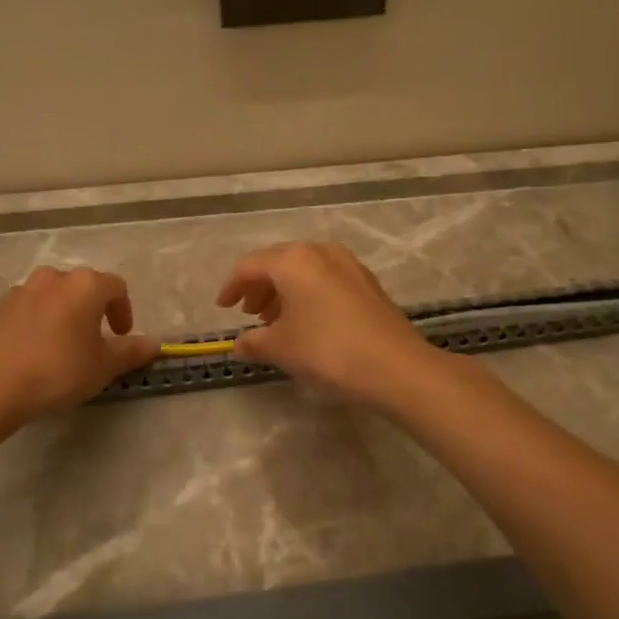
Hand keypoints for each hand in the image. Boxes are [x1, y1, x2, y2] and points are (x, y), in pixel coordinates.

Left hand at [0, 267, 159, 423]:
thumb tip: (155, 342)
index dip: (124, 310)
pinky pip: (24, 311)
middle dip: (91, 310)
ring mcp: (19, 291)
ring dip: (61, 315)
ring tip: (59, 348)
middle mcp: (52, 278)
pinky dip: (34, 325)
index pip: (116, 287)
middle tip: (92, 342)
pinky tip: (30, 354)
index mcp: (85, 285)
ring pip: (50, 297)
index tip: (122, 335)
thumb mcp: (103, 366)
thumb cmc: (58, 370)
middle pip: (81, 288)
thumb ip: (131, 351)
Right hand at [215, 242, 437, 407]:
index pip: (250, 266)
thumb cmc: (327, 350)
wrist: (395, 366)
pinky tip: (308, 322)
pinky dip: (308, 295)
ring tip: (276, 322)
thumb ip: (254, 342)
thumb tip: (239, 344)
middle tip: (250, 314)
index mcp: (293, 260)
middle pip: (278, 263)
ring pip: (304, 271)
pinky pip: (325, 280)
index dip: (231, 286)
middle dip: (259, 287)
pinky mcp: (367, 282)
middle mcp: (320, 252)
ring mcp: (348, 264)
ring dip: (284, 292)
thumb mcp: (281, 348)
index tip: (223, 307)